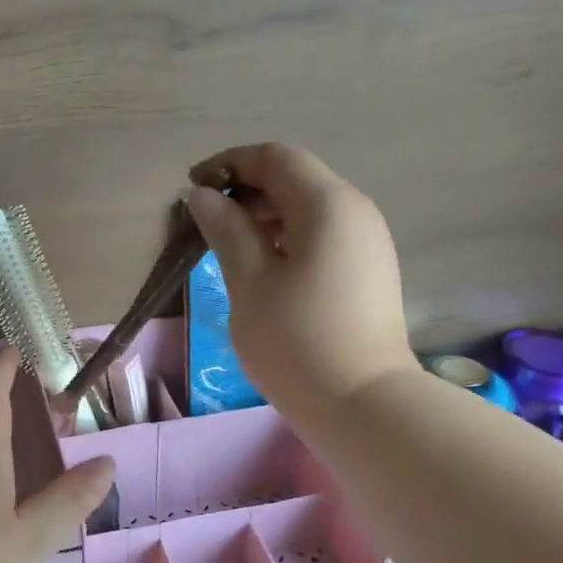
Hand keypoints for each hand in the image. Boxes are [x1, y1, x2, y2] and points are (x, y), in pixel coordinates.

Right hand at [185, 142, 415, 419]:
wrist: (362, 405)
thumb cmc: (296, 341)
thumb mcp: (249, 283)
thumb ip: (226, 230)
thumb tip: (203, 196)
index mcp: (327, 204)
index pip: (275, 157)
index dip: (230, 164)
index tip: (193, 188)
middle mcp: (355, 211)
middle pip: (296, 178)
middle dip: (247, 190)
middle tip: (206, 222)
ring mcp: (368, 242)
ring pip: (309, 209)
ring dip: (265, 215)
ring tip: (229, 246)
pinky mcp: (369, 270)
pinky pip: (323, 235)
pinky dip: (288, 237)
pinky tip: (264, 268)